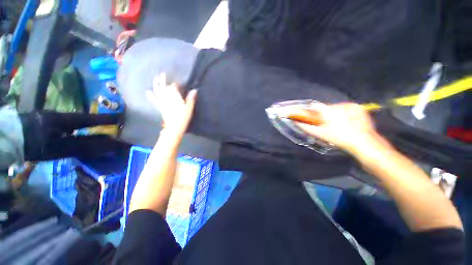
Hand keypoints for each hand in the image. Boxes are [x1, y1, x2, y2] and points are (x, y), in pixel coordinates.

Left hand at [147, 73, 196, 138]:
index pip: (173, 87)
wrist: (174, 127)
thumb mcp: (189, 108)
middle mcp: (167, 98)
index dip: (176, 84)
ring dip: (156, 84)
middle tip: (163, 74)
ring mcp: (162, 102)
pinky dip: (151, 96)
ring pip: (158, 91)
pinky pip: (154, 100)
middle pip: (164, 87)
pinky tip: (148, 92)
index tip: (179, 84)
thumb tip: (195, 90)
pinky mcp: (160, 107)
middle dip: (163, 80)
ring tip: (155, 78)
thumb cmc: (183, 118)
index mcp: (174, 97)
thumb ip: (191, 99)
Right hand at [293, 103, 385, 153]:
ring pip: (336, 107)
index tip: (311, 117)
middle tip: (327, 124)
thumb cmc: (340, 138)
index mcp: (329, 111)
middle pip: (326, 107)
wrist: (363, 142)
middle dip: (324, 115)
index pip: (315, 106)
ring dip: (334, 114)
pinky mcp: (358, 107)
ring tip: (338, 124)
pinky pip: (345, 108)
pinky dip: (343, 113)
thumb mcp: (321, 134)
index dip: (311, 111)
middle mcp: (339, 105)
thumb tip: (297, 123)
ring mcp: (350, 105)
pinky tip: (347, 121)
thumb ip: (307, 128)